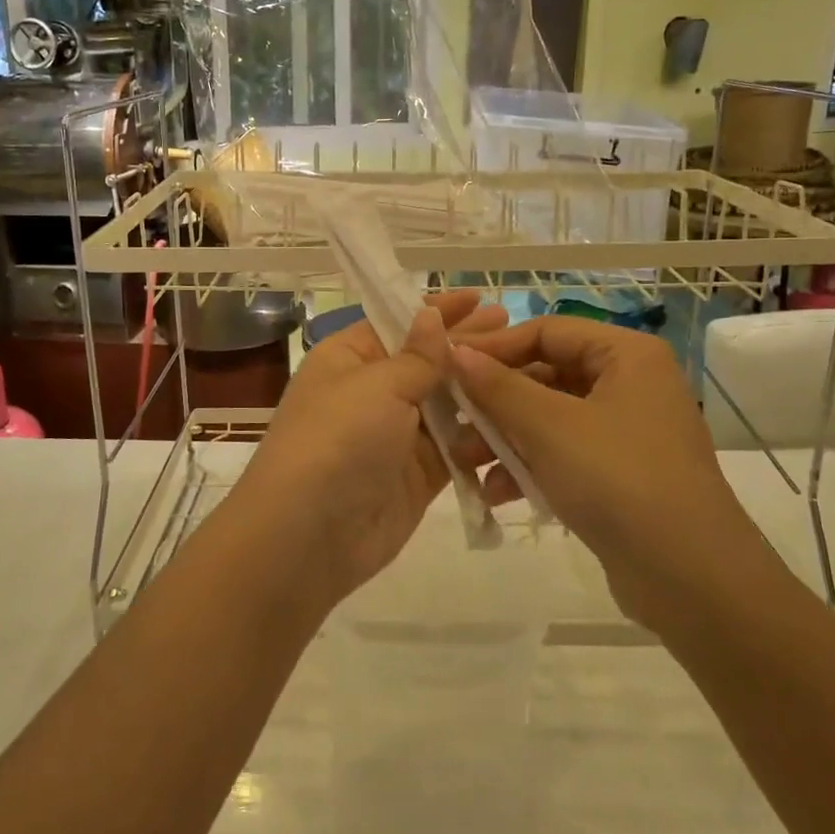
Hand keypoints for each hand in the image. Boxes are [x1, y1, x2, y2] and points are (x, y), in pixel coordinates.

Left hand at [220, 290, 507, 612]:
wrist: (308, 535)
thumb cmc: (337, 439)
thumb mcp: (377, 386)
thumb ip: (416, 356)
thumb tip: (430, 315)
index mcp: (348, 359)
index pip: (398, 324)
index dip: (437, 310)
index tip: (479, 298)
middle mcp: (371, 392)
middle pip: (425, 362)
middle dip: (466, 346)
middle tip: (514, 328)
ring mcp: (395, 435)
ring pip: (444, 404)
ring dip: (479, 388)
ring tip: (526, 368)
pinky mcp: (416, 475)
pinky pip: (455, 446)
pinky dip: (480, 434)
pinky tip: (517, 417)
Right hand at [451, 318, 768, 630]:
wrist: (691, 579)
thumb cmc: (618, 480)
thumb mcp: (548, 427)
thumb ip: (497, 386)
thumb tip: (454, 352)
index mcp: (626, 355)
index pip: (546, 331)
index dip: (494, 347)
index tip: (447, 366)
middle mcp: (631, 384)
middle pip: (546, 375)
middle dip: (495, 401)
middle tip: (451, 419)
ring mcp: (628, 431)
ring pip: (550, 418)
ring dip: (505, 437)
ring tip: (464, 462)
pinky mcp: (622, 474)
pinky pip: (565, 453)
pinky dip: (530, 466)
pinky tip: (496, 492)